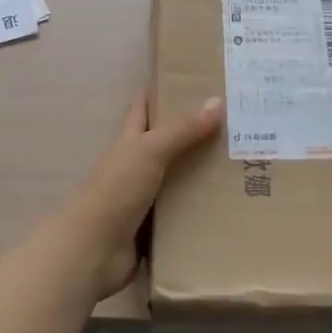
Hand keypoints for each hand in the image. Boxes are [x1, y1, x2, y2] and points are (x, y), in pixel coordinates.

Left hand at [59, 96, 222, 298]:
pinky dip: (198, 211)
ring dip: (199, 175)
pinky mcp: (152, 229)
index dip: (162, 93)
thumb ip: (183, 129)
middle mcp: (135, 165)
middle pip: (165, 144)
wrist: (93, 249)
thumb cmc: (117, 188)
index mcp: (130, 140)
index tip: (193, 83)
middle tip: (232, 126)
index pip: (144, 107)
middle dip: (193, 135)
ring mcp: (143, 198)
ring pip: (176, 179)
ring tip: (238, 165)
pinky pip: (180, 214)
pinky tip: (225, 207)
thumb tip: (217, 101)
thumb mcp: (150, 150)